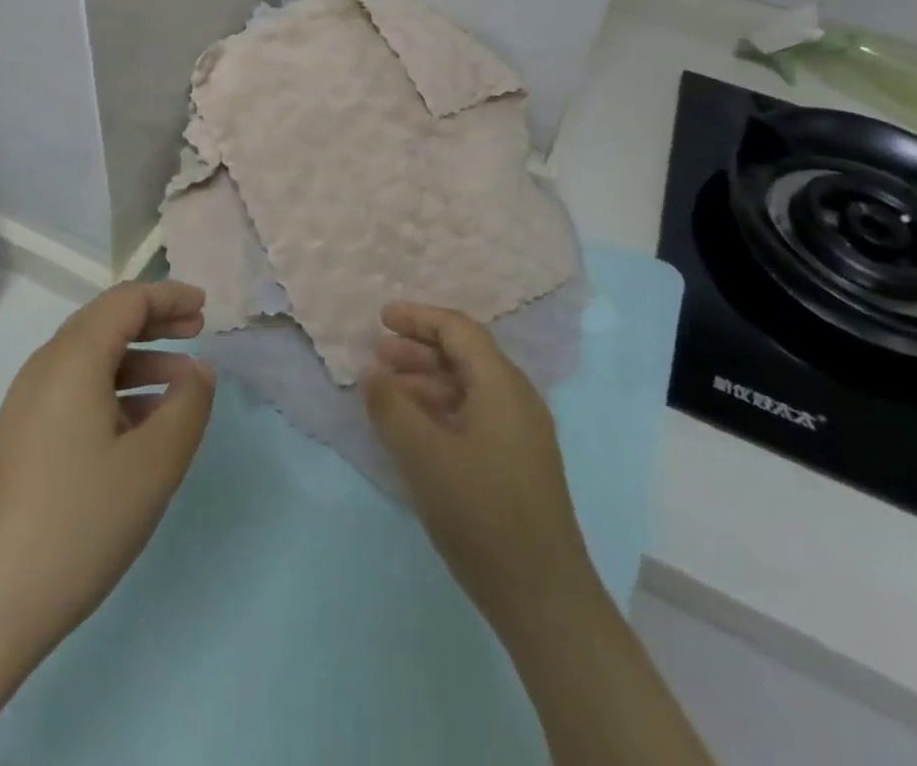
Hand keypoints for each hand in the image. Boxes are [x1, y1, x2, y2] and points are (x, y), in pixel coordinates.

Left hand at [0, 281, 214, 654]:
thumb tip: (198, 371)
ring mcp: (27, 404)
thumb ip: (187, 405)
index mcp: (72, 359)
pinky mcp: (22, 437)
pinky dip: (116, 389)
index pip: (126, 300)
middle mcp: (44, 368)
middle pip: (106, 322)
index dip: (169, 296)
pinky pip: (76, 390)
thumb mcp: (153, 464)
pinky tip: (143, 424)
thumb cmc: (79, 522)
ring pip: (92, 358)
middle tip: (197, 330)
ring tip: (182, 383)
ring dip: (139, 358)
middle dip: (155, 321)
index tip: (205, 306)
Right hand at [363, 301, 600, 627]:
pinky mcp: (518, 463)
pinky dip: (441, 410)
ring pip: (468, 387)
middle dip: (418, 349)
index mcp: (501, 385)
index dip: (418, 318)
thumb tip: (372, 371)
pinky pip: (475, 415)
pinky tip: (414, 429)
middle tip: (377, 353)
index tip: (382, 318)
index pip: (458, 330)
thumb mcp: (424, 456)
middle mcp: (516, 399)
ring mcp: (521, 433)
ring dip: (427, 381)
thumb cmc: (481, 514)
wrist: (544, 598)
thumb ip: (391, 407)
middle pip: (464, 355)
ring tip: (387, 391)